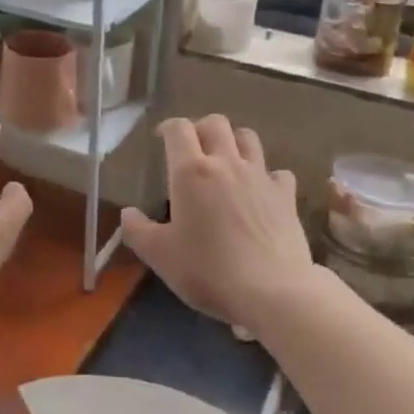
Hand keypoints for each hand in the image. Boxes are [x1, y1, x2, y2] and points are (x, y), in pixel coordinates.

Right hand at [120, 115, 316, 329]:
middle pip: (216, 123)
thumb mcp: (160, 256)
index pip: (179, 128)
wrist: (272, 291)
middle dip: (201, 129)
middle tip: (192, 149)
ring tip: (226, 161)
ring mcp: (260, 177)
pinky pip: (278, 172)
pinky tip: (261, 192)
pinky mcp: (286, 195)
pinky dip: (267, 176)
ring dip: (234, 141)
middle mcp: (227, 163)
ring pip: (248, 137)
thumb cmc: (208, 270)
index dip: (168, 127)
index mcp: (191, 172)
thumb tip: (127, 214)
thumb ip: (138, 231)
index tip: (161, 139)